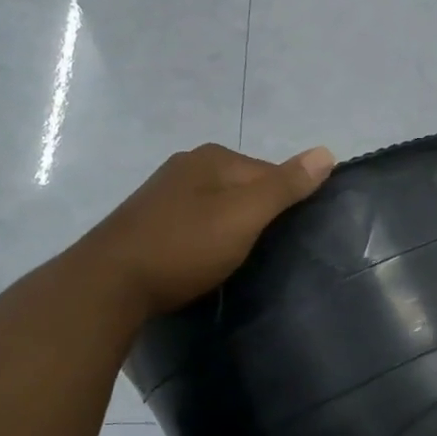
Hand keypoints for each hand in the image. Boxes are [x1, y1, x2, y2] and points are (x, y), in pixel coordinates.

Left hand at [92, 143, 333, 316]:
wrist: (109, 283)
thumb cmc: (185, 245)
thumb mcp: (245, 215)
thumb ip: (286, 185)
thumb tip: (327, 152)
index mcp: (213, 158)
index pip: (270, 172)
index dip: (287, 203)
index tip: (293, 238)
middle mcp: (187, 165)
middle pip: (243, 188)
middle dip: (258, 215)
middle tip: (268, 254)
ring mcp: (163, 193)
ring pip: (217, 207)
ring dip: (231, 228)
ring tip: (238, 261)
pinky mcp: (147, 221)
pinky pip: (194, 224)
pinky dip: (206, 239)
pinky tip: (204, 261)